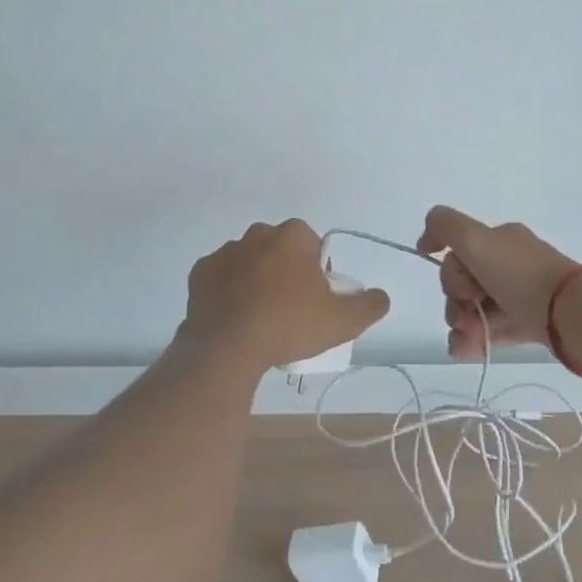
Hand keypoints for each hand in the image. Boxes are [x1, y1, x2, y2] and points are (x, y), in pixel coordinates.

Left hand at [180, 220, 389, 371]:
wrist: (228, 347)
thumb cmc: (289, 325)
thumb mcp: (343, 321)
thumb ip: (370, 305)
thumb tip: (381, 296)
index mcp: (293, 236)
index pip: (312, 246)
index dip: (317, 271)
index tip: (315, 299)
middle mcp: (258, 234)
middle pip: (279, 251)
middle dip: (285, 272)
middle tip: (290, 310)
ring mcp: (225, 252)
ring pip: (249, 263)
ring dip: (255, 281)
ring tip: (259, 319)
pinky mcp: (200, 272)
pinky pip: (220, 279)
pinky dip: (227, 292)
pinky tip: (234, 318)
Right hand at [416, 206, 576, 359]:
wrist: (569, 313)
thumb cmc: (519, 274)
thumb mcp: (475, 238)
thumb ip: (443, 225)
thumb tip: (425, 240)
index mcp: (499, 240)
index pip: (458, 252)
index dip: (450, 271)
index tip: (459, 284)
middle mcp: (508, 264)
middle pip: (463, 283)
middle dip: (455, 301)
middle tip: (468, 309)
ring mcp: (518, 295)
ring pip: (473, 310)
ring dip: (461, 323)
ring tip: (469, 336)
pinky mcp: (526, 324)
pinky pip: (490, 330)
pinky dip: (474, 340)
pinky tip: (467, 349)